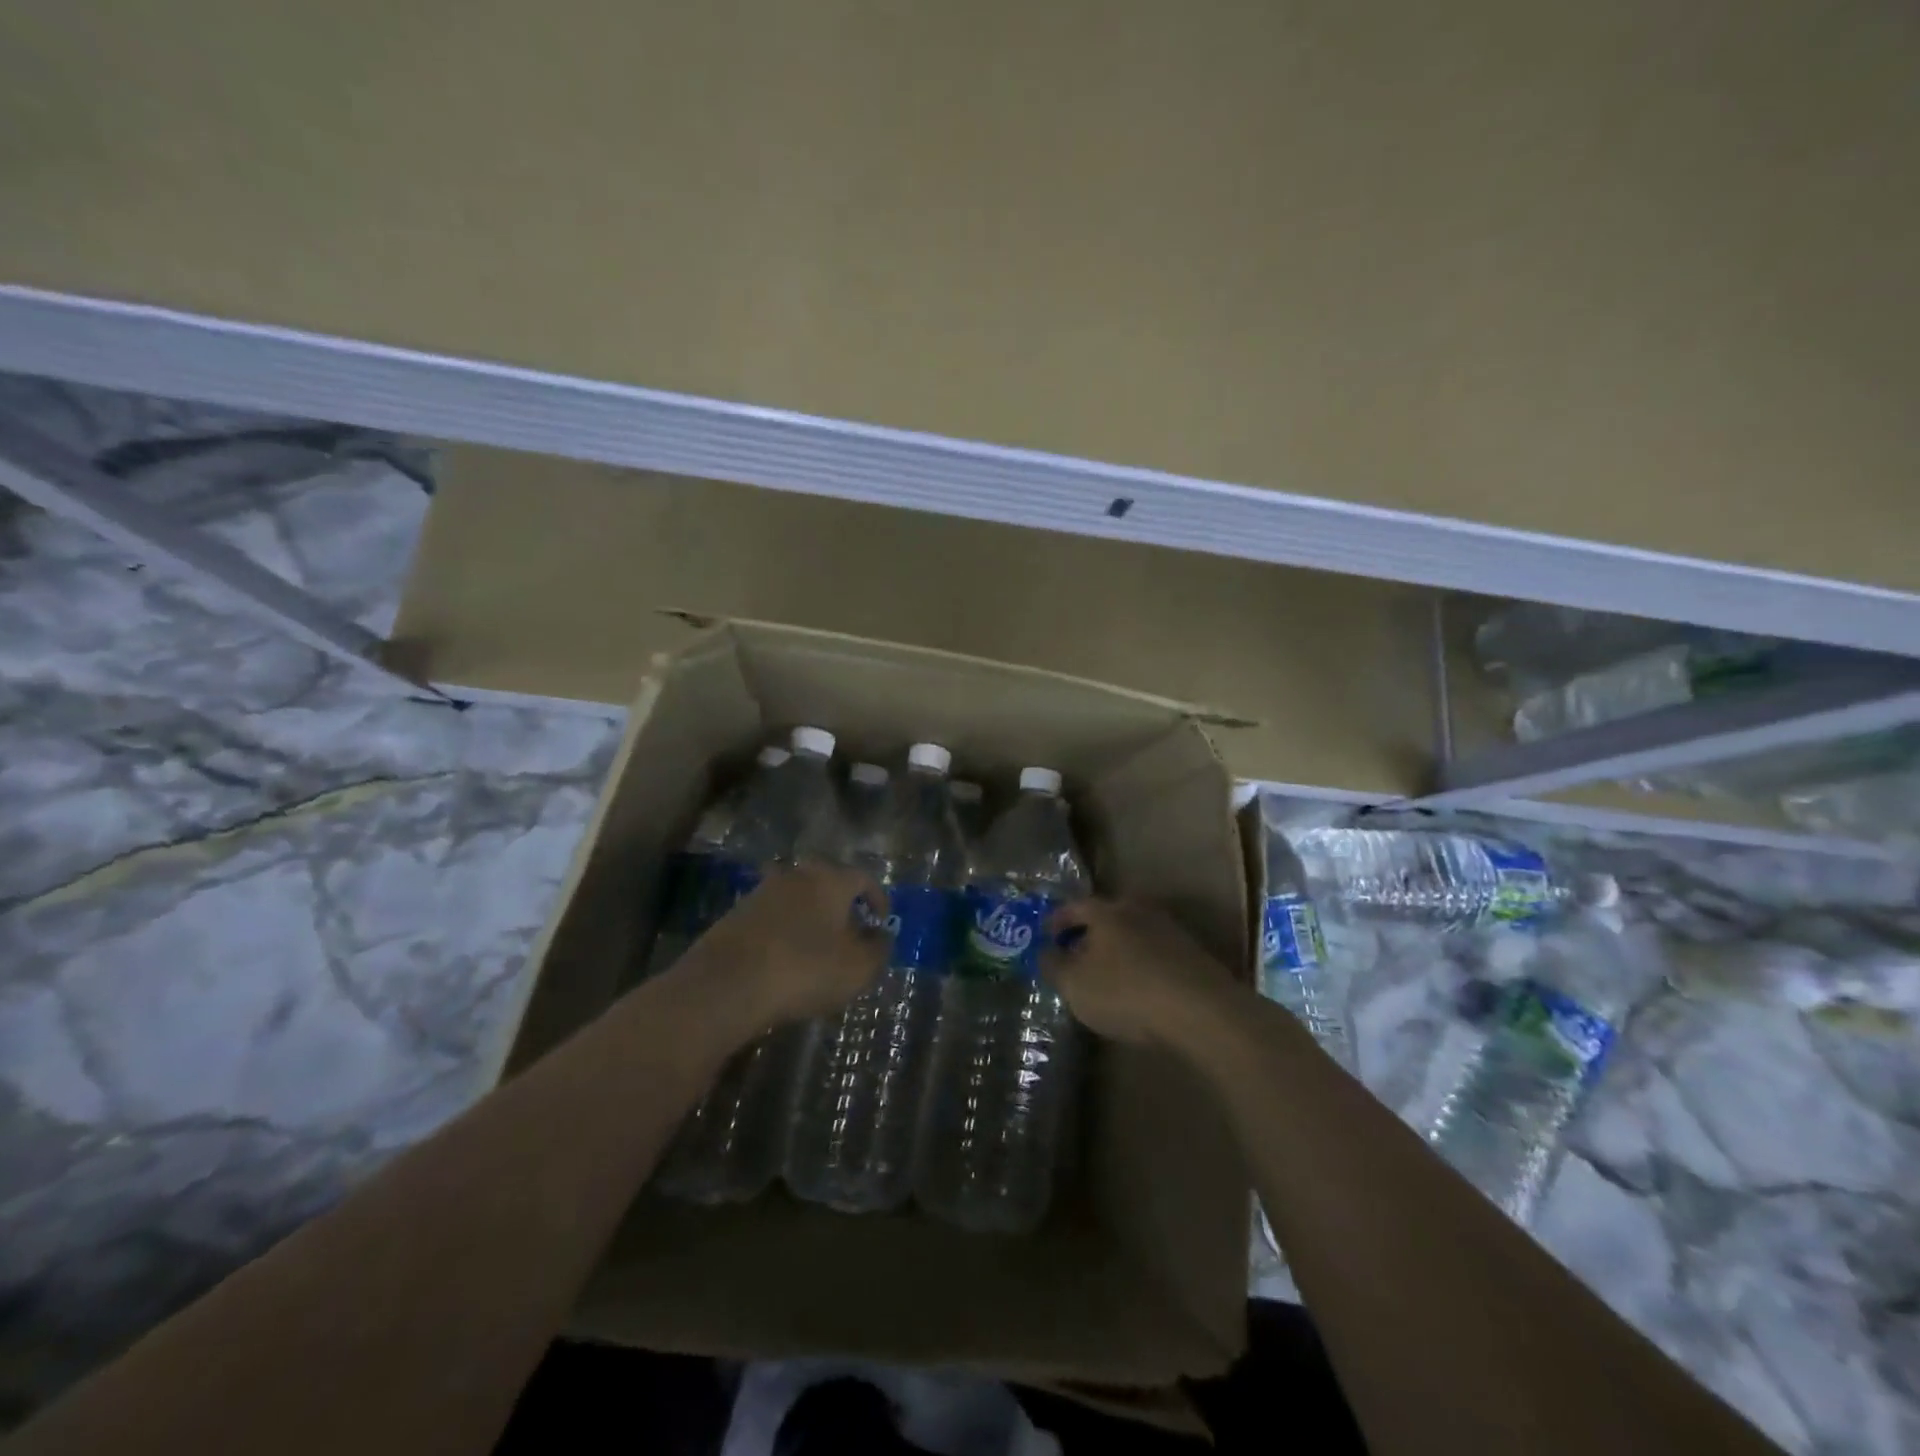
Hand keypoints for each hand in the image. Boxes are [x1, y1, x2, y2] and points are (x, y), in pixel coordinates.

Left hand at [693, 863, 891, 1028]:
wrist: (726, 984)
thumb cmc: (805, 969)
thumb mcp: (858, 968)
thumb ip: (878, 949)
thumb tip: (881, 936)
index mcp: (830, 880)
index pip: (863, 878)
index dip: (878, 899)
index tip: (881, 922)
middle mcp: (797, 875)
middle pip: (827, 883)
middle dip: (842, 905)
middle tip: (851, 932)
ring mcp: (762, 892)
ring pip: (797, 899)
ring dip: (811, 918)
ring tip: (818, 949)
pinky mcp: (736, 915)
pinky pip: (772, 917)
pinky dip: (785, 931)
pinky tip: (785, 960)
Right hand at [1043, 898, 1242, 1045]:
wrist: (1203, 1012)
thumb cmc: (1127, 992)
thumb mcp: (1075, 984)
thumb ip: (1053, 964)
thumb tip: (1044, 950)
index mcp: (1106, 911)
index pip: (1074, 907)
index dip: (1056, 920)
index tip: (1045, 934)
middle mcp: (1138, 911)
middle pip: (1106, 916)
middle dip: (1088, 933)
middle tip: (1073, 952)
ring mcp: (1170, 931)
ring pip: (1132, 934)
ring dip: (1116, 949)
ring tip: (1104, 973)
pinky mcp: (1193, 955)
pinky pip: (1154, 954)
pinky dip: (1140, 964)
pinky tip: (1137, 986)